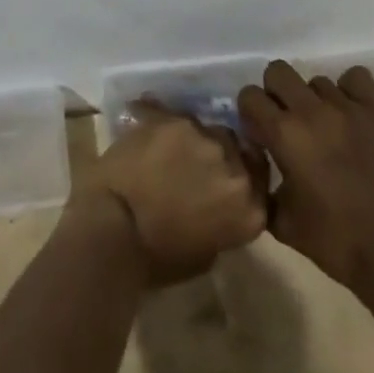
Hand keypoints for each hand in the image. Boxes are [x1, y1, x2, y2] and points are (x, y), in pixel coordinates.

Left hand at [78, 105, 267, 285]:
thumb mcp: (205, 253)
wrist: (114, 229)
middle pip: (235, 147)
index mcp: (249, 207)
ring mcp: (203, 136)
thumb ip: (223, 220)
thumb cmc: (158, 257)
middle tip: (195, 166)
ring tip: (169, 150)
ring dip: (193, 138)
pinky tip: (148, 130)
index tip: (226, 179)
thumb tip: (216, 204)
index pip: (260, 179)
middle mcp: (234, 166)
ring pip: (205, 128)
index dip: (243, 175)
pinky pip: (172, 115)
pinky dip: (163, 123)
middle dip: (220, 154)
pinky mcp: (172, 118)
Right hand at [237, 61, 373, 294]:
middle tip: (288, 123)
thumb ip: (263, 189)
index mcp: (283, 134)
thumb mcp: (284, 223)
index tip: (260, 133)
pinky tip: (351, 114)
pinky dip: (350, 90)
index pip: (250, 96)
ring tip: (326, 129)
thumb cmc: (337, 242)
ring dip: (314, 100)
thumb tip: (257, 170)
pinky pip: (356, 78)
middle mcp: (310, 111)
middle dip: (276, 94)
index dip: (250, 112)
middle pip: (278, 72)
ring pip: (317, 80)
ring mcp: (346, 107)